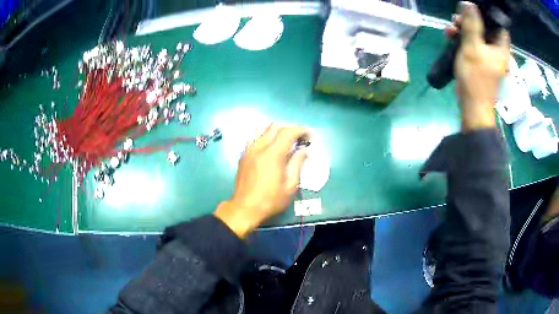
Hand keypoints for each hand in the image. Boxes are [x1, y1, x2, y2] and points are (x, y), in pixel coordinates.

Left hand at [214, 124, 310, 237]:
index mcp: (272, 154)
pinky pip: (255, 138)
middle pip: (275, 126)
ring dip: (277, 130)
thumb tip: (304, 150)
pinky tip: (270, 147)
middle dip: (290, 128)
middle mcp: (259, 147)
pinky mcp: (243, 155)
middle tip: (300, 137)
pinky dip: (265, 137)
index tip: (309, 135)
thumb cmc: (270, 200)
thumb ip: (297, 164)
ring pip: (263, 129)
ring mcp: (249, 150)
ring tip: (286, 140)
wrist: (245, 208)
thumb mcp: (290, 185)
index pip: (288, 132)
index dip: (300, 130)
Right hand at [448, 2, 510, 131]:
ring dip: (463, 30)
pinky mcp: (481, 64)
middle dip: (470, 21)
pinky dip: (463, 41)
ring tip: (450, 29)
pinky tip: (452, 38)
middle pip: (486, 29)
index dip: (487, 16)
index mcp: (501, 49)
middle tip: (456, 20)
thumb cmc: (475, 79)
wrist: (473, 108)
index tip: (473, 11)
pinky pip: (473, 46)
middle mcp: (497, 52)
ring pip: (477, 37)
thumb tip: (469, 3)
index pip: (498, 25)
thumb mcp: (472, 47)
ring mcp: (489, 59)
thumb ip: (472, 24)